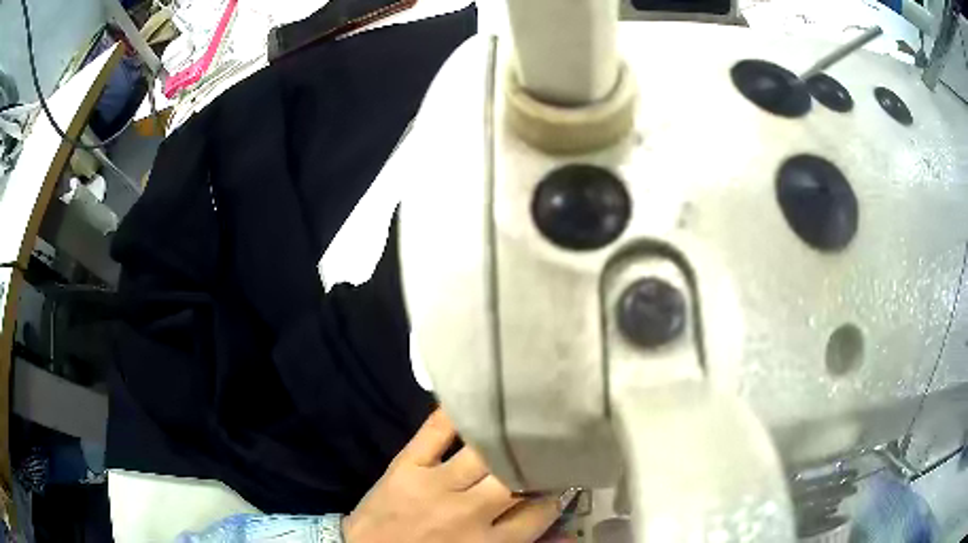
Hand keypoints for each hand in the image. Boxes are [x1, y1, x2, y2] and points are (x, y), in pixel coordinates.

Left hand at [343, 410, 566, 542]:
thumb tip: (568, 536)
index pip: (540, 511)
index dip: (556, 492)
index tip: (561, 477)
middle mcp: (469, 511)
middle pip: (518, 477)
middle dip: (539, 460)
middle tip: (551, 444)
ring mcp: (436, 484)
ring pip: (484, 451)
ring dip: (507, 435)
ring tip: (526, 416)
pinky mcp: (407, 465)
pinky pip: (434, 432)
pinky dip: (453, 412)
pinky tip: (473, 396)